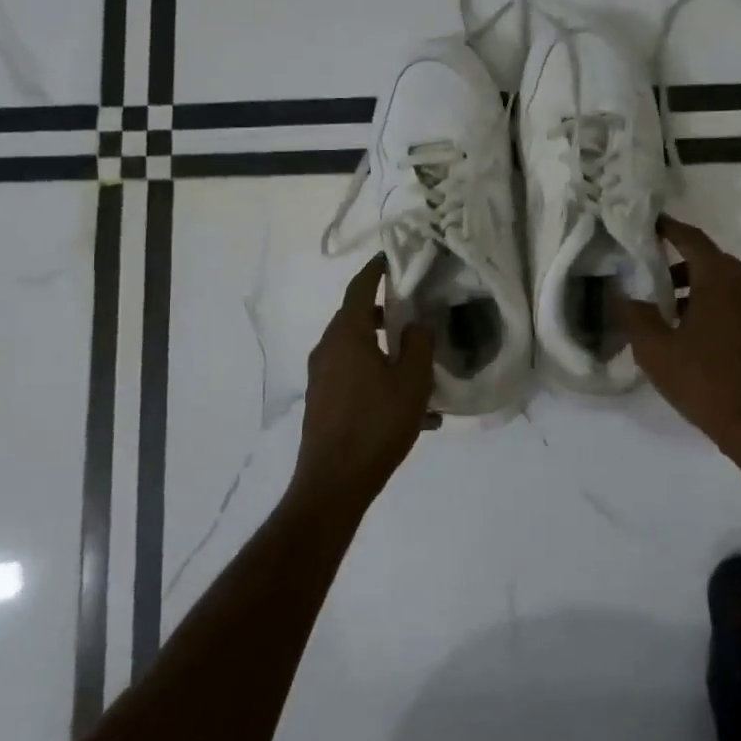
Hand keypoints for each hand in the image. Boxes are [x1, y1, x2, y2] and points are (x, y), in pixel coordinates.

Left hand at [293, 255, 436, 508]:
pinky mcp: (323, 401)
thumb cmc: (376, 425)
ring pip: (357, 351)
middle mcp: (328, 349)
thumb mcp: (412, 382)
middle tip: (412, 313)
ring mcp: (321, 377)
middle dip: (384, 314)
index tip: (389, 258)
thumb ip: (419, 345)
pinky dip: (377, 379)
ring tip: (418, 369)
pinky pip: (354, 378)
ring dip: (385, 352)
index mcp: (347, 335)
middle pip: (356, 319)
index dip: (375, 271)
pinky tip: (410, 411)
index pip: (359, 289)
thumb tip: (415, 325)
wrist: (334, 482)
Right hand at [615, 216, 740, 460]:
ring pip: (721, 285)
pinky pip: (733, 305)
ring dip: (691, 289)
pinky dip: (708, 306)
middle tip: (642, 272)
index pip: (691, 239)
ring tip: (660, 311)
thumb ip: (635, 316)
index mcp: (721, 278)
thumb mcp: (657, 350)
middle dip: (674, 263)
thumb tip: (621, 294)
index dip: (667, 228)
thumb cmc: (708, 382)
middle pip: (707, 261)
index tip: (645, 223)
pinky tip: (687, 335)